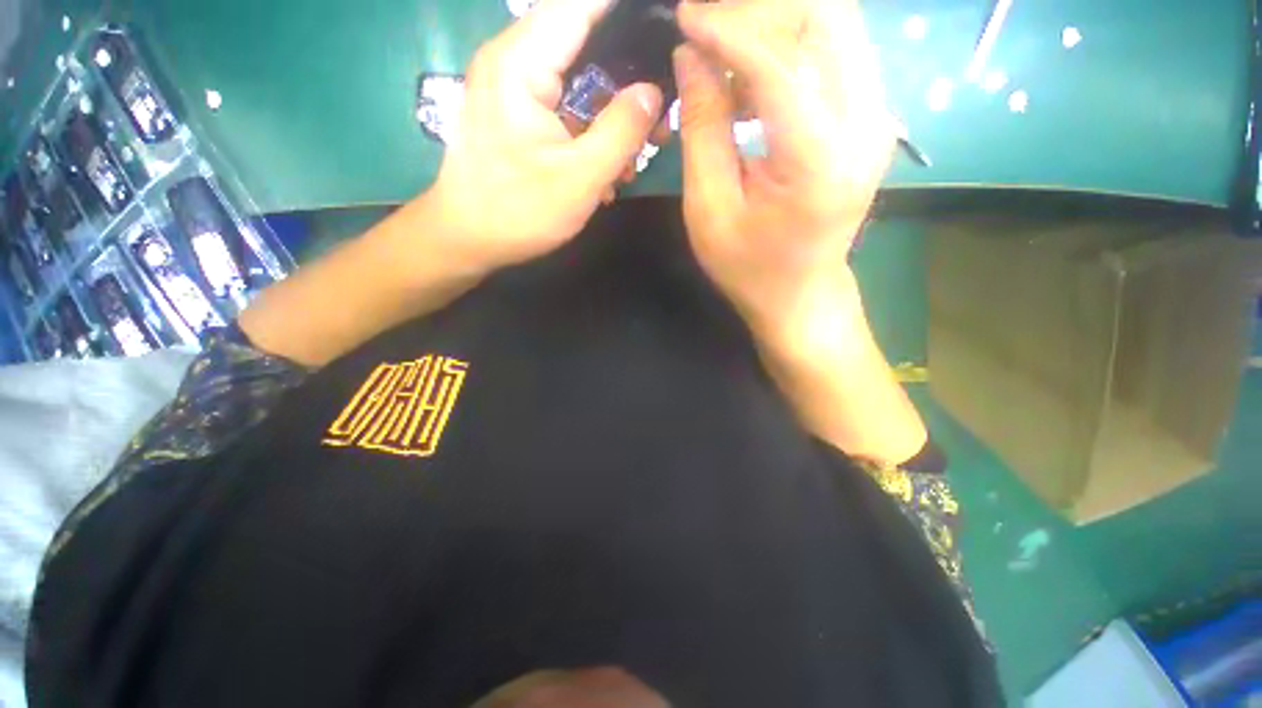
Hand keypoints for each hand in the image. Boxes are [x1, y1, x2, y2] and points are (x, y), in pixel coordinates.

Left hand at [428, 0, 665, 274]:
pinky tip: (607, 167)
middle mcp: (514, 60)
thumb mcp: (579, 178)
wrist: (467, 239)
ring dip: (611, 114)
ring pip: (578, 79)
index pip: (582, 6)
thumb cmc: (518, 211)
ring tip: (635, 154)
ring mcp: (514, 88)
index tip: (665, 29)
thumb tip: (653, 91)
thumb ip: (621, 131)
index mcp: (521, 62)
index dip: (626, 14)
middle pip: (584, 41)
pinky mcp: (518, 114)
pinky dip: (590, 130)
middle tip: (659, 116)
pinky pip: (565, 106)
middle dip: (627, 77)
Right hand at [673, 0, 894, 349]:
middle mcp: (864, 123)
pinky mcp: (870, 117)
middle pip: (823, 17)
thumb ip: (703, 130)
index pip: (777, 61)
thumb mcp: (710, 210)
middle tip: (707, 23)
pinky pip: (835, 52)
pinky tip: (750, 73)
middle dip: (758, 9)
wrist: (800, 294)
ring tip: (723, 47)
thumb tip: (690, 56)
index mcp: (818, 158)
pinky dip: (790, 45)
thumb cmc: (748, 266)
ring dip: (775, 20)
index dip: (726, 29)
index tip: (685, 17)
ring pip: (834, 25)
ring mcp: (876, 116)